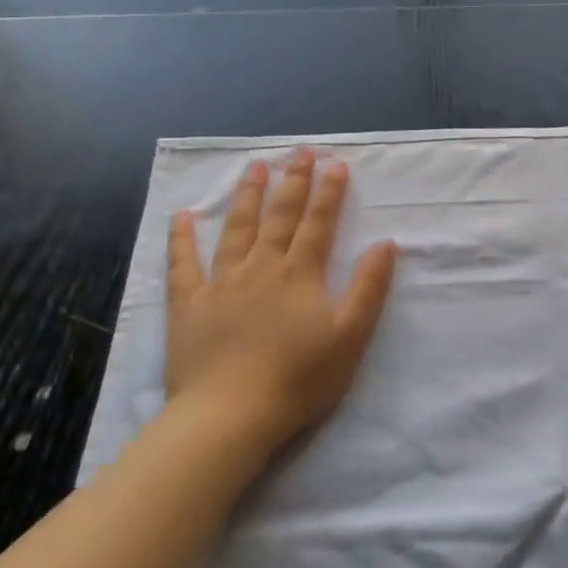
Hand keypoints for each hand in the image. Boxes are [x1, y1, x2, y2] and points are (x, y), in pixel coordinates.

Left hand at [165, 148, 396, 452]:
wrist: (230, 415)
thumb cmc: (298, 379)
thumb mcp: (350, 337)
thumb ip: (369, 288)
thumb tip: (385, 244)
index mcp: (300, 275)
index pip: (318, 224)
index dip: (329, 192)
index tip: (336, 163)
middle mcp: (261, 268)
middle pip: (279, 216)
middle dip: (292, 182)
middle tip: (299, 152)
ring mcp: (220, 283)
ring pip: (236, 229)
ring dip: (247, 196)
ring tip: (253, 167)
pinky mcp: (188, 305)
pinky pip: (182, 264)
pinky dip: (181, 238)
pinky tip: (182, 215)